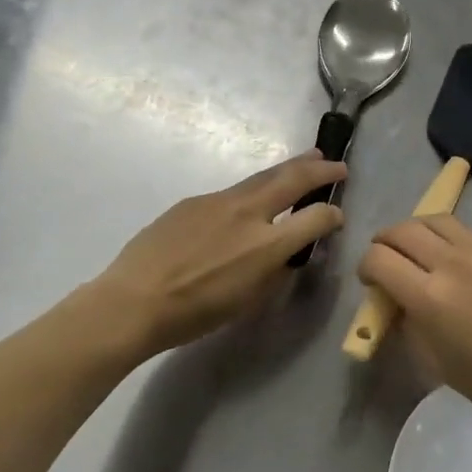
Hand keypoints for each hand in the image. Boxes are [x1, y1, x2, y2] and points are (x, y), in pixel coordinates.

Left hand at [89, 152, 346, 357]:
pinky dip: (254, 188)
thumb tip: (286, 253)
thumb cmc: (195, 314)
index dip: (333, 214)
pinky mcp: (194, 201)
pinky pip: (232, 191)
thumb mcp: (249, 300)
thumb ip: (275, 271)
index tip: (337, 215)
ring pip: (263, 176)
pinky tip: (252, 198)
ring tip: (308, 158)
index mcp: (267, 245)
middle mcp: (248, 214)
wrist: (134, 301)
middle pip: (293, 179)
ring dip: (290, 167)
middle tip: (337, 165)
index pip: (316, 217)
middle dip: (320, 169)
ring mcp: (219, 201)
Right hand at [358, 214, 471, 427]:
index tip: (370, 281)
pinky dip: (454, 241)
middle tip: (387, 257)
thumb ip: (408, 320)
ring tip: (420, 249)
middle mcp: (454, 262)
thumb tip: (398, 299)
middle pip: (403, 230)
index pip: (379, 258)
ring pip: (438, 220)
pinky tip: (461, 263)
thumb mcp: (433, 359)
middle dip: (386, 242)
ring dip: (418, 232)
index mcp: (429, 295)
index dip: (366, 267)